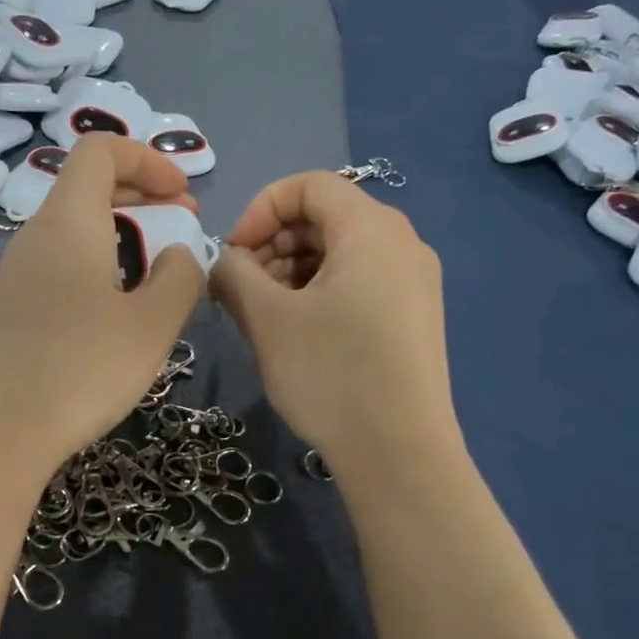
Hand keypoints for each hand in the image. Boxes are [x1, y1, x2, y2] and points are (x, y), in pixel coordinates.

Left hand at [0, 136, 206, 475]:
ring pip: (75, 229)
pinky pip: (61, 265)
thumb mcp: (152, 324)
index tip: (185, 195)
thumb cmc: (81, 369)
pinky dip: (99, 265)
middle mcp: (36, 236)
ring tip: (159, 270)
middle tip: (185, 222)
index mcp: (68, 222)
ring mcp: (18, 275)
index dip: (148, 159)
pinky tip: (118, 309)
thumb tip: (179, 255)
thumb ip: (180, 278)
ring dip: (122, 233)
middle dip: (142, 193)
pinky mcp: (12, 310)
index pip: (101, 150)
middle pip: (87, 186)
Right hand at [213, 172, 456, 469]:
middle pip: (326, 218)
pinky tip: (297, 334)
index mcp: (372, 228)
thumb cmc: (330, 374)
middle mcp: (402, 244)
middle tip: (242, 289)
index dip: (259, 210)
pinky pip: (359, 284)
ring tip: (264, 316)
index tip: (232, 255)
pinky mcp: (413, 319)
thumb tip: (224, 262)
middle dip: (273, 245)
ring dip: (292, 272)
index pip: (308, 185)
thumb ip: (233, 274)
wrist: (399, 453)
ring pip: (340, 255)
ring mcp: (414, 284)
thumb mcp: (267, 319)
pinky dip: (320, 294)